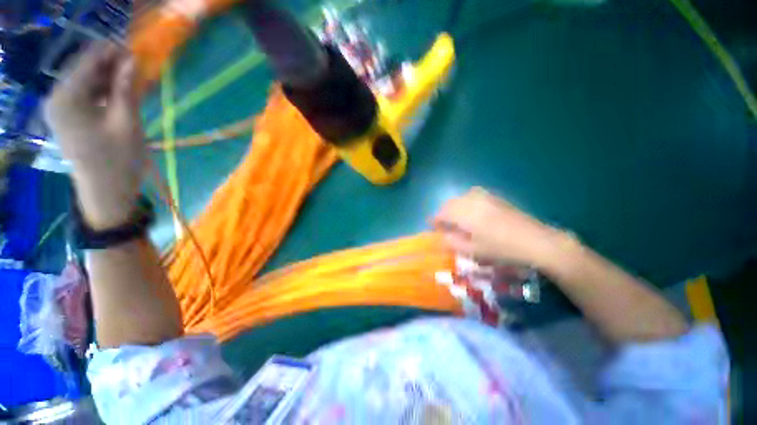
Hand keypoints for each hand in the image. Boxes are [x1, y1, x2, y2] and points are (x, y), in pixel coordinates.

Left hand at [45, 43, 145, 229]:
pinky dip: (103, 92)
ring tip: (133, 82)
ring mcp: (60, 110)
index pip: (87, 60)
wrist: (106, 192)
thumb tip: (131, 59)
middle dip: (110, 65)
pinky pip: (85, 96)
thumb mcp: (127, 122)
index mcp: (66, 98)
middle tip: (137, 67)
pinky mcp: (67, 119)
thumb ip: (126, 88)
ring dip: (109, 79)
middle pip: (84, 70)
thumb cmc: (118, 160)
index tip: (135, 50)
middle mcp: (57, 99)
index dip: (111, 51)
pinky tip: (120, 95)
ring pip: (86, 83)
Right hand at [432, 187, 568, 265]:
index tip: (431, 226)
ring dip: (454, 207)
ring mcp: (485, 197)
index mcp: (465, 214)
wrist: (536, 241)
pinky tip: (471, 211)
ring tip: (456, 218)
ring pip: (461, 197)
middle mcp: (472, 201)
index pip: (442, 213)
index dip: (435, 220)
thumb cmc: (502, 249)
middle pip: (450, 203)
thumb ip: (452, 242)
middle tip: (443, 225)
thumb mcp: (473, 250)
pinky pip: (473, 195)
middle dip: (443, 213)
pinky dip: (465, 201)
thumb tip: (441, 236)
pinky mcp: (495, 197)